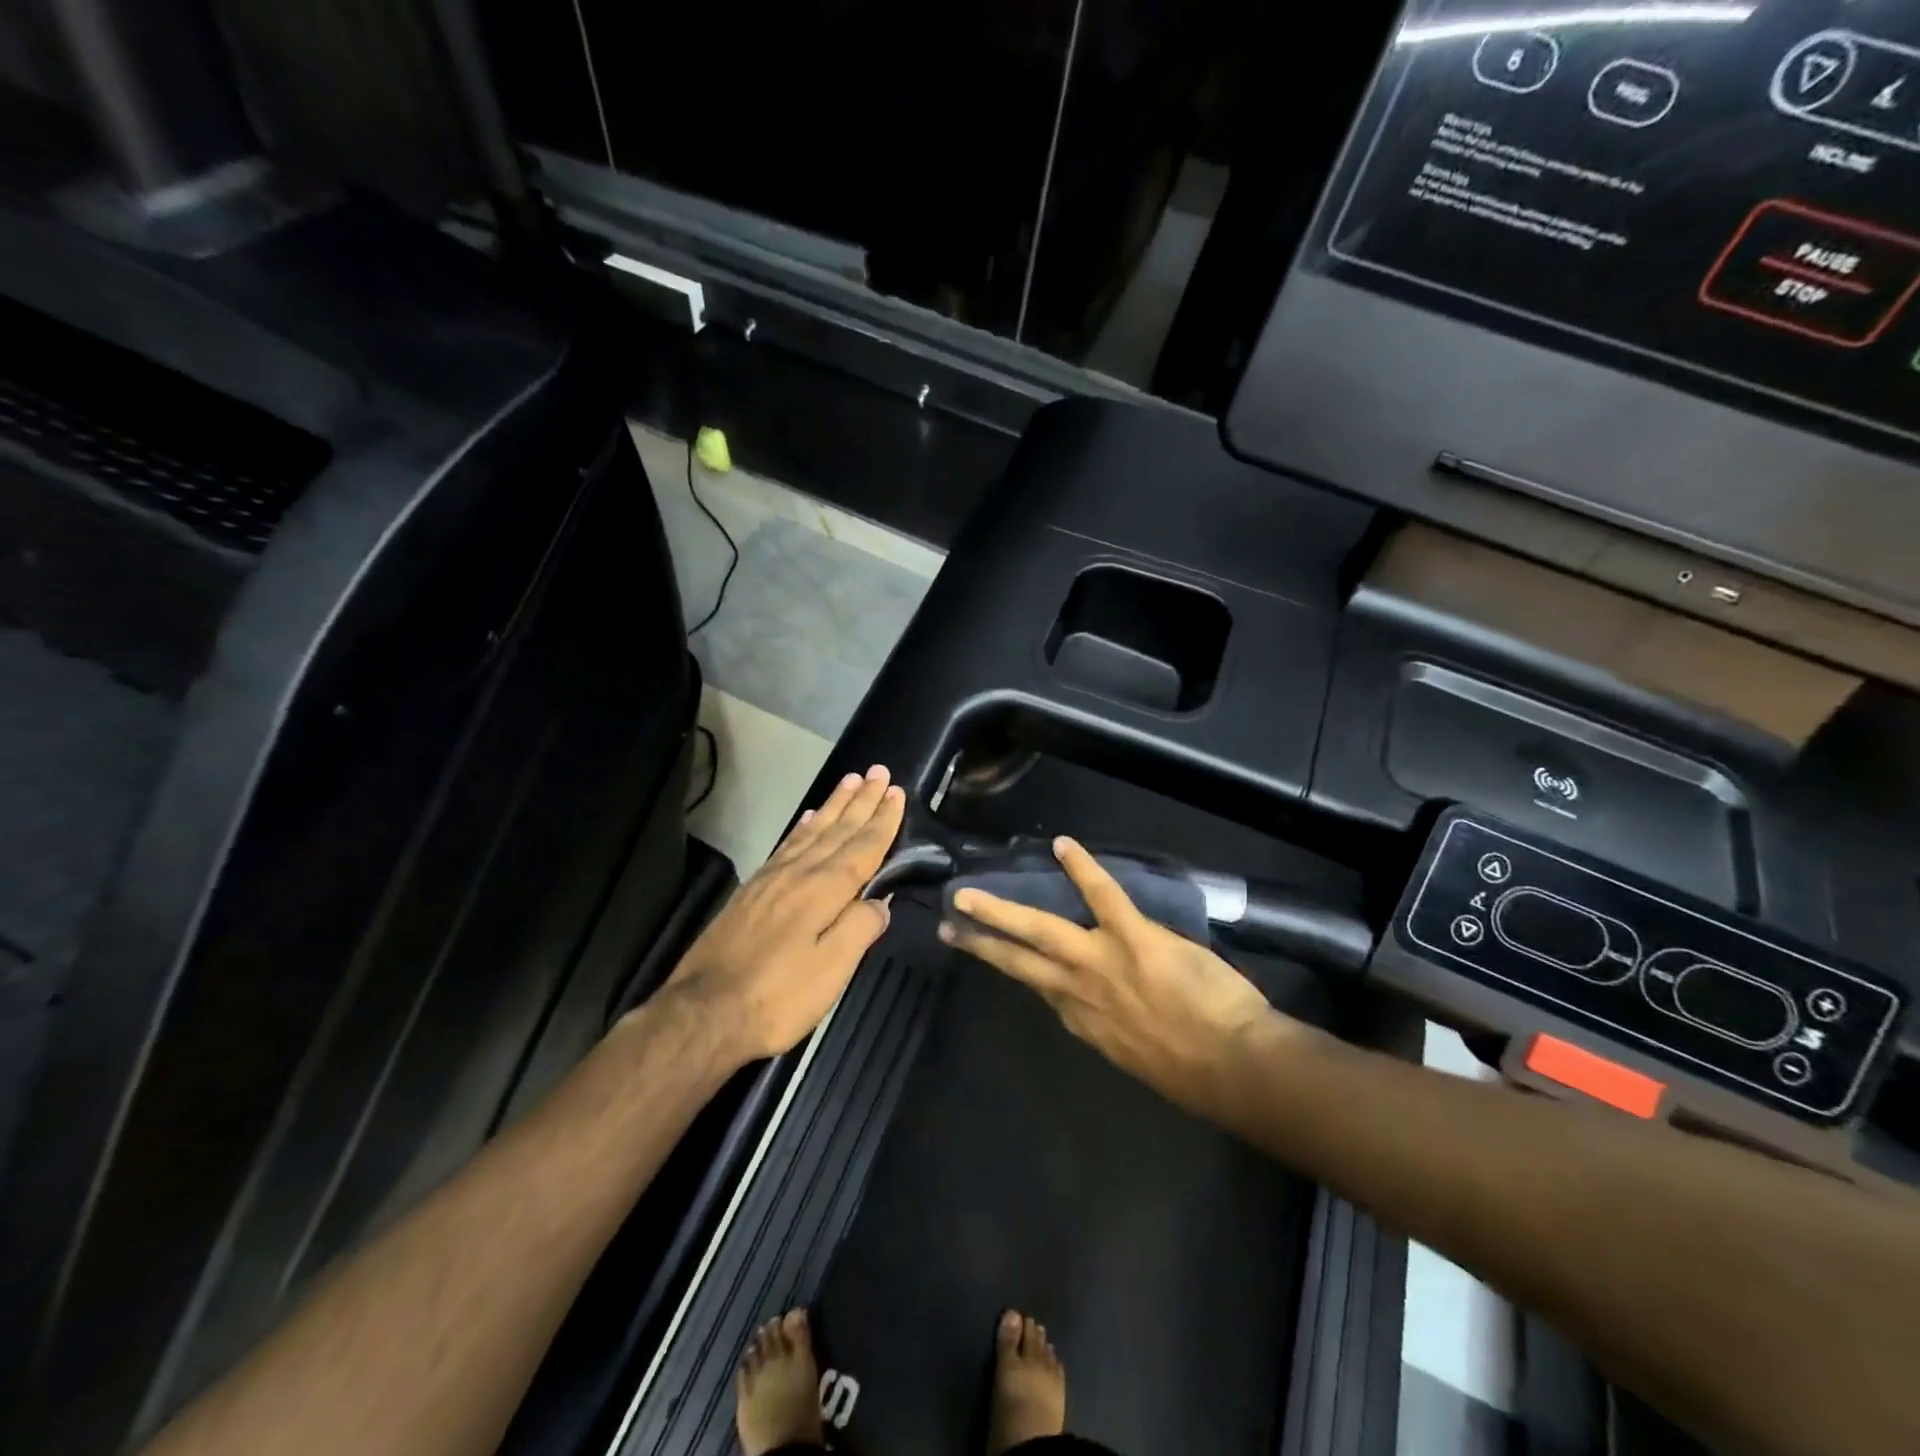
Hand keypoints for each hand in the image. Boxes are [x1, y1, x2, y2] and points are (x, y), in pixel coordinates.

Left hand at [667, 765, 905, 1062]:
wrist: (703, 1013)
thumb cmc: (777, 997)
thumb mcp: (831, 971)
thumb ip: (859, 929)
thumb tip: (880, 902)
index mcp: (823, 891)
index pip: (862, 847)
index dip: (882, 821)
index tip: (896, 792)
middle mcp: (799, 874)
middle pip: (838, 830)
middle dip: (862, 801)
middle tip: (879, 771)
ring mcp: (771, 879)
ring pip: (812, 831)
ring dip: (834, 805)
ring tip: (851, 781)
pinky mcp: (752, 891)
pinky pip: (786, 844)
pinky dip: (802, 827)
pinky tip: (808, 818)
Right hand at [939, 836, 1284, 1110]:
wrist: (1232, 1066)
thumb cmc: (1192, 1069)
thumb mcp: (1135, 1056)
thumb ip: (1110, 1027)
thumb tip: (1096, 1010)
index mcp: (1082, 1020)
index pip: (1038, 987)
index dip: (1014, 967)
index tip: (993, 954)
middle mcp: (1077, 990)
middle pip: (1017, 961)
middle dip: (980, 942)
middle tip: (946, 926)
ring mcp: (1100, 959)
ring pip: (1039, 928)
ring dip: (999, 910)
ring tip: (968, 893)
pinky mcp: (1131, 936)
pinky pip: (1101, 894)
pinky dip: (1081, 867)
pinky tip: (1062, 845)